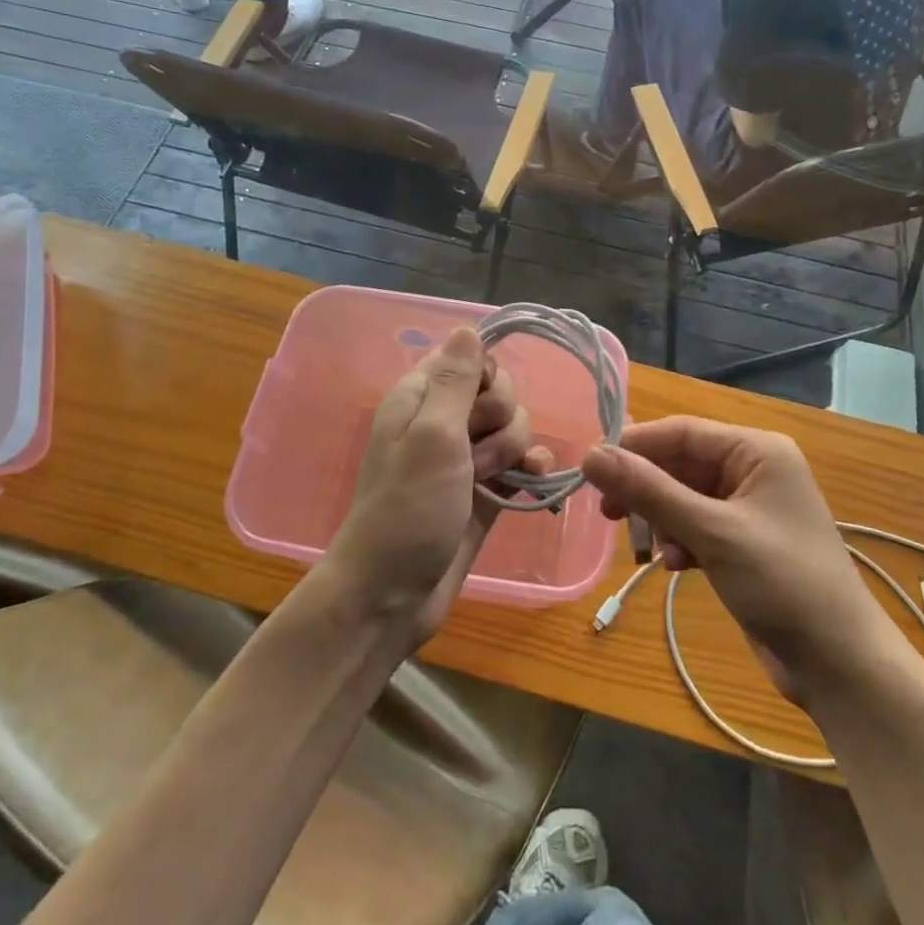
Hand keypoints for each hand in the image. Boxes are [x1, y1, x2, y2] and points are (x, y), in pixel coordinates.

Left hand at [321, 328, 550, 646]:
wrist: (392, 595)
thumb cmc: (408, 510)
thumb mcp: (431, 436)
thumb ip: (454, 381)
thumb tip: (467, 328)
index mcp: (421, 398)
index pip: (472, 358)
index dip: (487, 377)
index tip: (480, 406)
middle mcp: (443, 420)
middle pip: (499, 392)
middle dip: (500, 419)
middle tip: (473, 454)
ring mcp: (465, 457)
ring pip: (513, 427)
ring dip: (511, 450)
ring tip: (485, 482)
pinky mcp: (484, 490)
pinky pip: (520, 463)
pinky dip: (529, 469)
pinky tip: (531, 483)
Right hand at [581, 418, 888, 708]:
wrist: (840, 665)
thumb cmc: (782, 583)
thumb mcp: (711, 532)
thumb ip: (649, 491)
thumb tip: (590, 454)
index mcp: (757, 450)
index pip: (682, 432)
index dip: (635, 445)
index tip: (591, 466)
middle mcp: (754, 469)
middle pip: (682, 463)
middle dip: (646, 488)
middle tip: (608, 512)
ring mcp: (751, 506)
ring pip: (685, 496)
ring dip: (662, 518)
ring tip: (645, 547)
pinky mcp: (745, 541)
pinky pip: (698, 524)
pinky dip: (681, 539)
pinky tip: (677, 565)